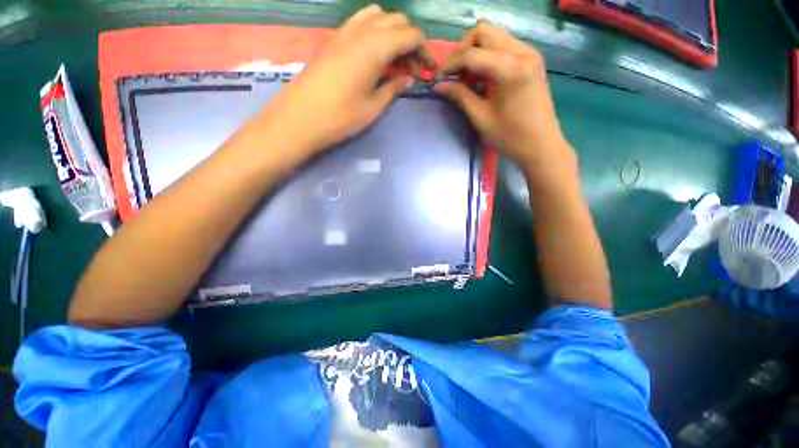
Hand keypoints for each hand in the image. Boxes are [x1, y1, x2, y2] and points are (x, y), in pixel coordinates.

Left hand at [261, 5, 427, 154]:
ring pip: (378, 17)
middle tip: (412, 69)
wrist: (301, 118)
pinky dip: (374, 31)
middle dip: (411, 41)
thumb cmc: (341, 117)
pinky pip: (360, 23)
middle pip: (397, 21)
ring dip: (392, 33)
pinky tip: (374, 54)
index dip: (424, 50)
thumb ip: (393, 88)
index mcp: (375, 47)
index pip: (410, 35)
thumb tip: (408, 78)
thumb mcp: (374, 107)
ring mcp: (345, 32)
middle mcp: (362, 31)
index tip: (428, 71)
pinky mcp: (334, 39)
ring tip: (394, 59)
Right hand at [434, 22, 575, 180]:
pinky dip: (488, 55)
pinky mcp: (531, 58)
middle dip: (462, 51)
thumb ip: (460, 96)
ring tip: (468, 77)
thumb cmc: (510, 137)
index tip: (438, 79)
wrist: (541, 144)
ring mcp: (529, 52)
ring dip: (475, 51)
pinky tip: (484, 77)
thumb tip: (438, 86)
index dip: (450, 65)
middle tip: (455, 75)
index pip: (472, 54)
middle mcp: (523, 51)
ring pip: (493, 35)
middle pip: (483, 32)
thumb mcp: (481, 118)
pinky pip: (503, 44)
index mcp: (512, 69)